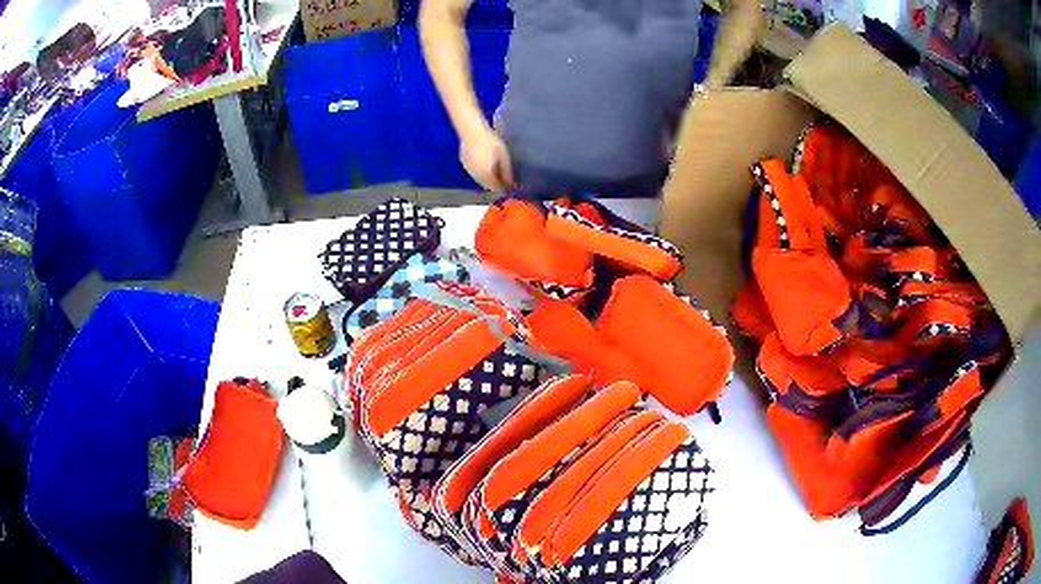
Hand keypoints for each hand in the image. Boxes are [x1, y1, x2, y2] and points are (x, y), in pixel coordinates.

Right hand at [459, 126, 515, 191]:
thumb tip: (511, 183)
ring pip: (481, 179)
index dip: (505, 188)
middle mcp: (476, 177)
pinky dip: (482, 171)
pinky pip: (475, 172)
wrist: (472, 131)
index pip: (496, 189)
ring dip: (489, 177)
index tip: (513, 185)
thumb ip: (507, 172)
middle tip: (506, 177)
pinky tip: (486, 162)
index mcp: (486, 176)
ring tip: (496, 169)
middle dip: (497, 183)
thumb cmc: (490, 142)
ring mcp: (469, 170)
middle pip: (488, 185)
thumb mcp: (504, 157)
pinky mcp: (465, 163)